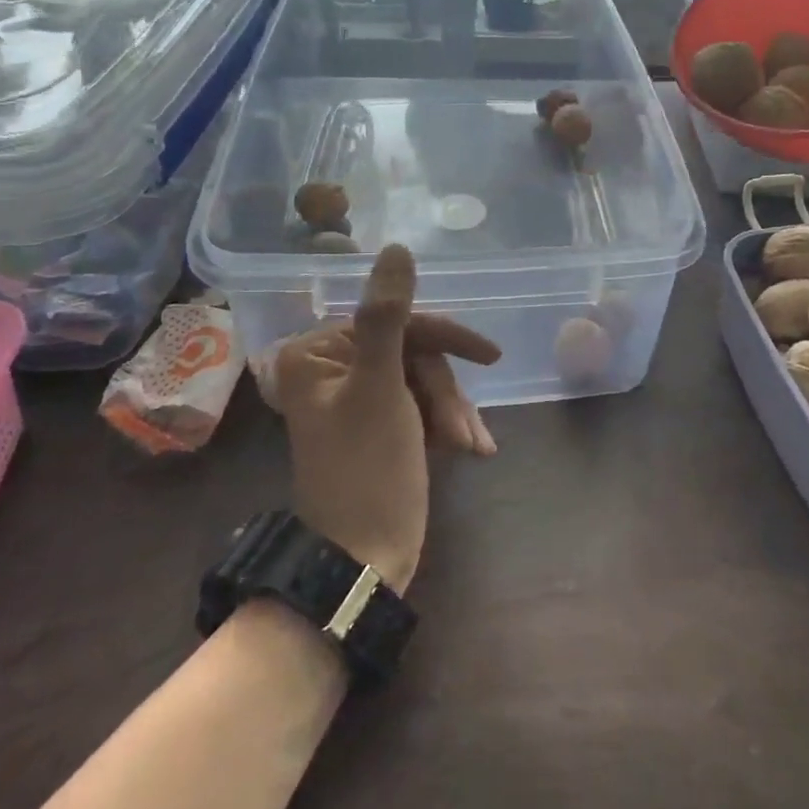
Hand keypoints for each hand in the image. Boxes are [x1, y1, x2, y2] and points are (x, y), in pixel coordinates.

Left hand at [263, 244, 499, 590]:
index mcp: (319, 353)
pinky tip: (469, 450)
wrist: (362, 560)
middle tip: (463, 432)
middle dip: (445, 393)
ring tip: (471, 448)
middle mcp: (333, 369)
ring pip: (424, 381)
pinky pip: (422, 407)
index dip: (445, 339)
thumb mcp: (382, 386)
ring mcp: (358, 400)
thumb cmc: (367, 469)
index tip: (489, 357)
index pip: (396, 322)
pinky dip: (447, 426)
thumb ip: (388, 315)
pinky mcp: (379, 428)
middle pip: (413, 354)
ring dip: (452, 413)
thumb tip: (397, 248)